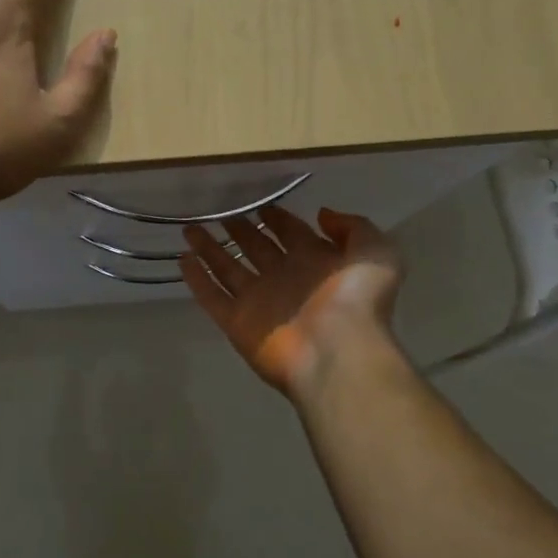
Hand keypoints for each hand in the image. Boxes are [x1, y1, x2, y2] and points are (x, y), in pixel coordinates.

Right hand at [181, 205, 402, 399]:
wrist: (338, 353)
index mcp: (316, 262)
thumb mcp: (375, 253)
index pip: (292, 233)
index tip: (260, 204)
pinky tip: (182, 260)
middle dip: (241, 230)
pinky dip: (197, 280)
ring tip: (190, 229)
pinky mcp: (237, 323)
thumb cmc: (357, 301)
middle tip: (221, 213)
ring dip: (211, 249)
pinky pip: (211, 297)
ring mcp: (259, 302)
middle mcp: (285, 279)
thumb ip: (353, 228)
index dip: (278, 218)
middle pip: (257, 248)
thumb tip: (322, 214)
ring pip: (228, 269)